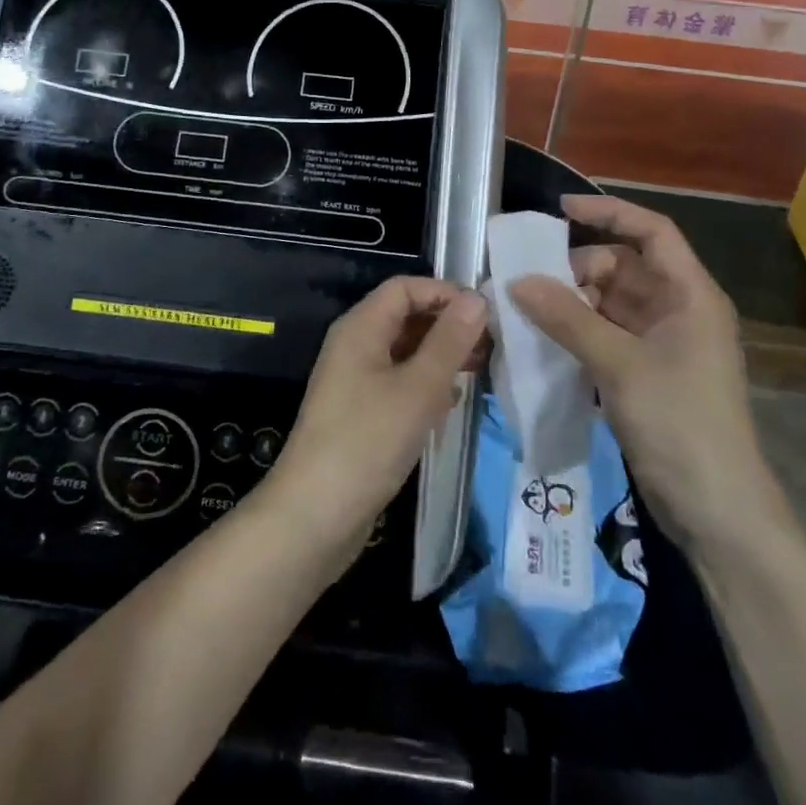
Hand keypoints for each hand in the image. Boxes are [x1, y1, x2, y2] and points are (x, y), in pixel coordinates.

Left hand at [264, 278, 486, 559]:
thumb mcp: (417, 388)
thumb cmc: (367, 441)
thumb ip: (449, 341)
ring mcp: (355, 380)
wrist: (314, 516)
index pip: (405, 288)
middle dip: (447, 325)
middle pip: (405, 317)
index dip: (444, 292)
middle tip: (492, 345)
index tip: (485, 313)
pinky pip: (398, 382)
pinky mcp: (360, 413)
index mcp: (360, 327)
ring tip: (480, 370)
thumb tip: (477, 298)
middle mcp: (354, 345)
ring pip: (404, 351)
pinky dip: (425, 384)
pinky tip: (450, 403)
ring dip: (440, 356)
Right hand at [508, 195, 770, 539]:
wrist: (717, 512)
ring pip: (611, 303)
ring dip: (572, 303)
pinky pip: (606, 335)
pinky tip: (544, 340)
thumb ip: (568, 319)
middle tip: (530, 281)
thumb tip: (517, 281)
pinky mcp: (647, 374)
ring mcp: (663, 344)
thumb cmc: (681, 423)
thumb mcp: (620, 365)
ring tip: (527, 309)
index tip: (559, 211)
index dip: (608, 213)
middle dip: (578, 268)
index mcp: (690, 295)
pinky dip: (577, 332)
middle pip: (624, 267)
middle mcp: (678, 311)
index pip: (652, 232)